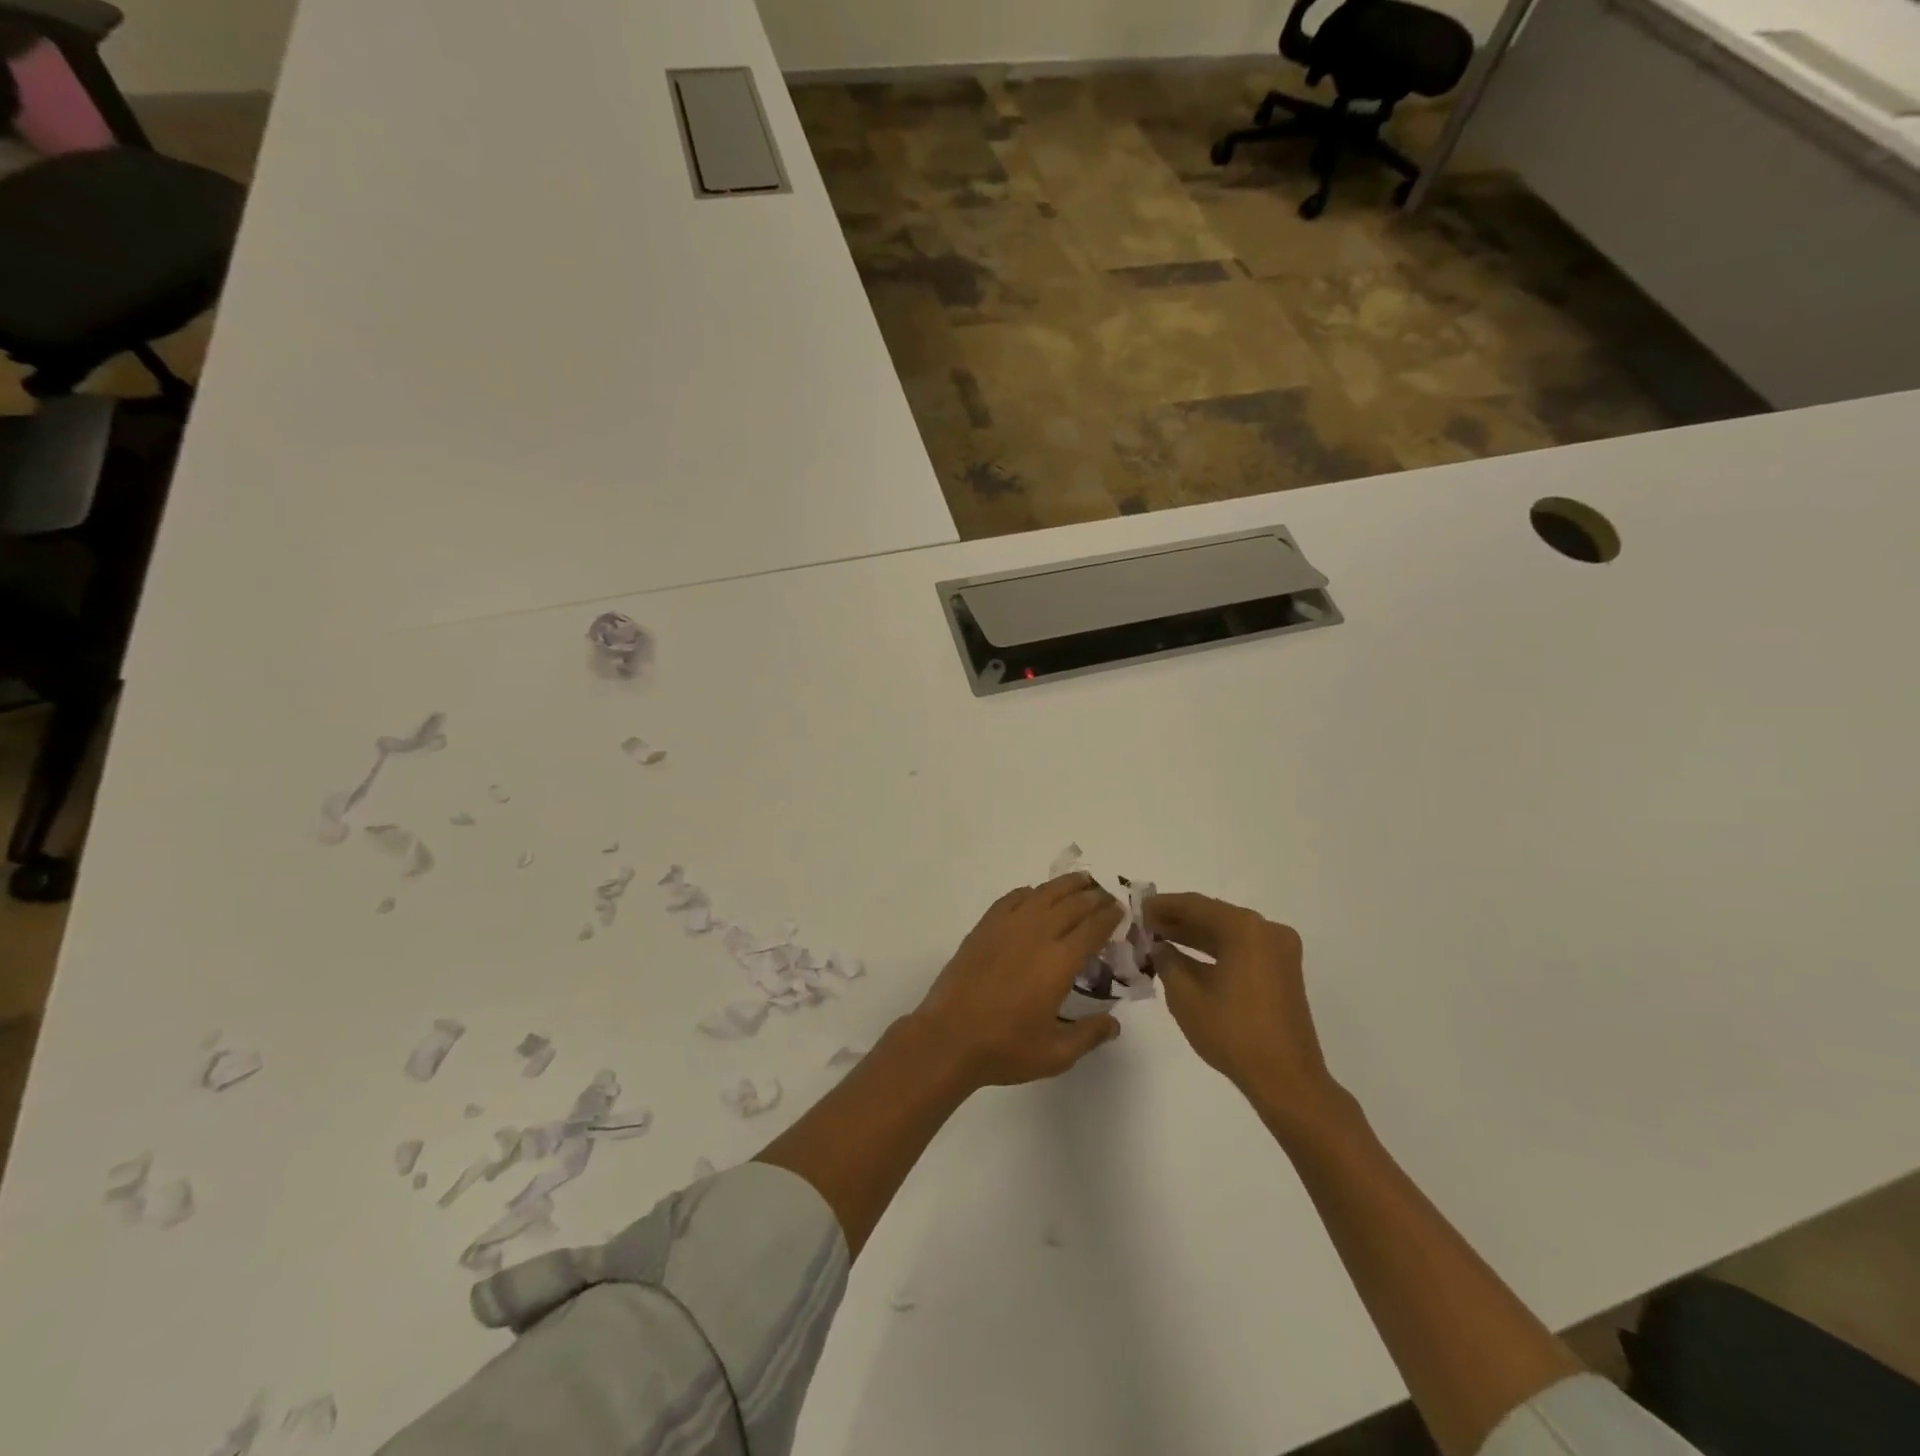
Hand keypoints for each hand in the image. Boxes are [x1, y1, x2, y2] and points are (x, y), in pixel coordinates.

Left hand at [912, 874, 1124, 1088]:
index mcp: (1060, 962)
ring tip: (1081, 881)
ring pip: (1043, 894)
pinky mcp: (984, 927)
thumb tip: (1115, 1023)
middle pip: (1072, 904)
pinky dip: (1029, 892)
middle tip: (1106, 896)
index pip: (1093, 928)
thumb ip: (1089, 1035)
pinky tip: (1035, 895)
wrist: (949, 1038)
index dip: (1110, 916)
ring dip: (1066, 885)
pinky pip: (1012, 898)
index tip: (1120, 911)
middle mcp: (1037, 934)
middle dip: (1094, 897)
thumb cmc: (1005, 1048)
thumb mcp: (1056, 1054)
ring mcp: (1007, 926)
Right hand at [1147, 893, 1344, 1124]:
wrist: (1287, 1080)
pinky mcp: (1283, 972)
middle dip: (1178, 920)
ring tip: (1159, 938)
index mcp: (1245, 929)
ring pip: (1228, 933)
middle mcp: (1267, 930)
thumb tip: (1158, 946)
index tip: (1137, 908)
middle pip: (1214, 916)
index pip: (1195, 905)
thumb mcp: (1186, 997)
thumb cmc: (1233, 1033)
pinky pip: (1242, 949)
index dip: (1163, 905)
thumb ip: (1167, 962)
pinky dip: (1215, 951)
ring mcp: (1279, 951)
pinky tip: (1187, 958)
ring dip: (1194, 935)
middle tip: (1145, 924)